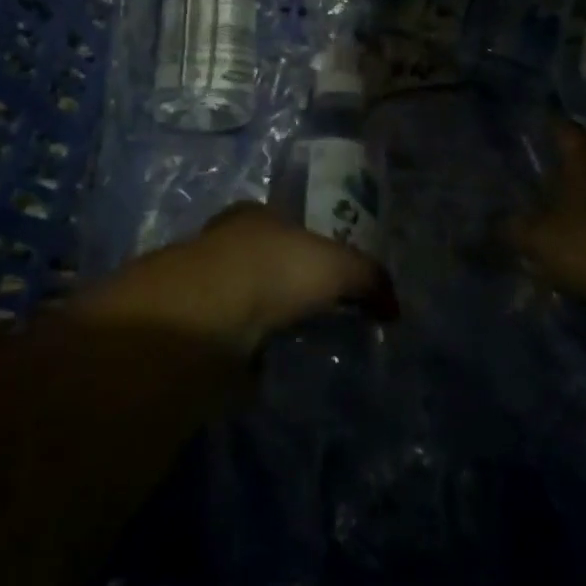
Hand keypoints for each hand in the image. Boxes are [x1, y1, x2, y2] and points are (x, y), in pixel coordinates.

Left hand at [71, 202, 392, 357]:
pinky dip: (246, 356)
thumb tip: (393, 306)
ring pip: (244, 302)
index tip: (331, 276)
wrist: (205, 321)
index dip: (310, 245)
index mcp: (255, 215)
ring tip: (297, 350)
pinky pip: (230, 343)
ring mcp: (203, 289)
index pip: (286, 225)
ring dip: (264, 324)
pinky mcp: (191, 332)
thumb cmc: (274, 270)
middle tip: (319, 317)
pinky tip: (267, 370)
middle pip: (264, 263)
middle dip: (287, 287)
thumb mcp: (338, 265)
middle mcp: (224, 244)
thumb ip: (369, 278)